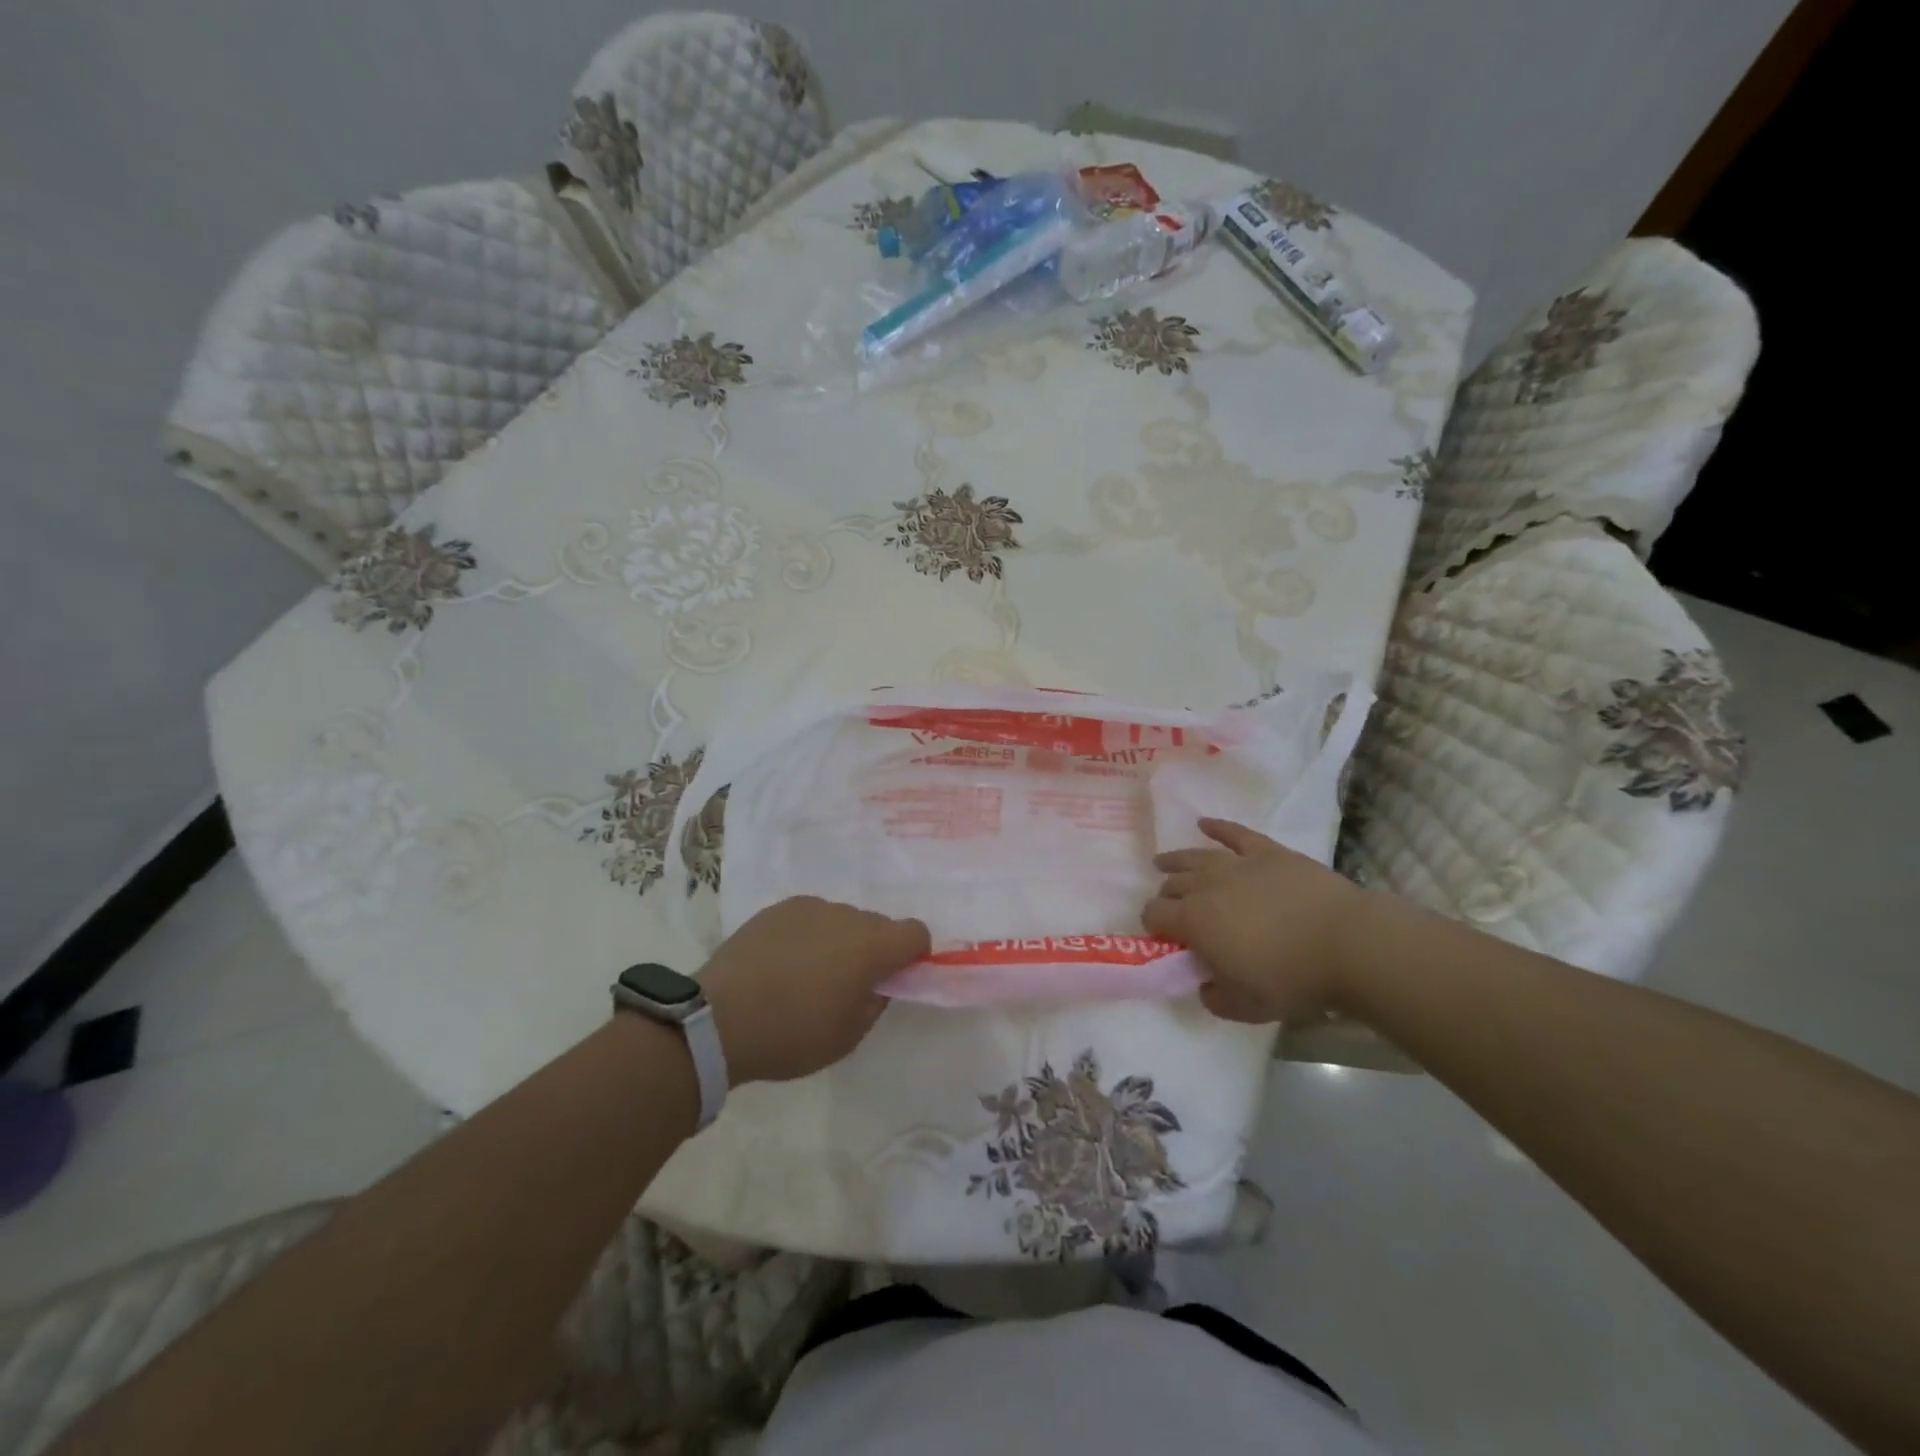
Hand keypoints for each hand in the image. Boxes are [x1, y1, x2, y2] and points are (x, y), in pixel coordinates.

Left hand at [698, 896, 930, 1083]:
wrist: (719, 1018)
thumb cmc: (792, 1034)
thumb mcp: (848, 1037)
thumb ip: (874, 1003)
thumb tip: (876, 983)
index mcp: (872, 945)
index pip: (916, 932)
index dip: (914, 954)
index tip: (896, 978)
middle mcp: (846, 915)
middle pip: (877, 924)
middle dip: (873, 949)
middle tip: (848, 984)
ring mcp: (809, 907)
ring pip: (841, 920)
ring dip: (839, 941)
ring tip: (808, 975)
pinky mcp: (777, 909)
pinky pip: (809, 918)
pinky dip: (808, 936)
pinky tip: (782, 964)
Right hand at [1144, 818, 1368, 1023]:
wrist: (1347, 943)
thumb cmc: (1292, 979)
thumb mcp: (1245, 1007)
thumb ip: (1215, 998)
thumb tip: (1206, 985)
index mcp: (1193, 921)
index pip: (1154, 914)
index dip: (1153, 925)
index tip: (1162, 937)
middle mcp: (1206, 885)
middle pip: (1172, 884)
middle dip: (1166, 896)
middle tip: (1174, 909)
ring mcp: (1237, 863)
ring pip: (1195, 857)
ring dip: (1175, 860)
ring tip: (1164, 862)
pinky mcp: (1267, 851)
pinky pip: (1235, 833)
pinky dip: (1217, 828)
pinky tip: (1205, 823)